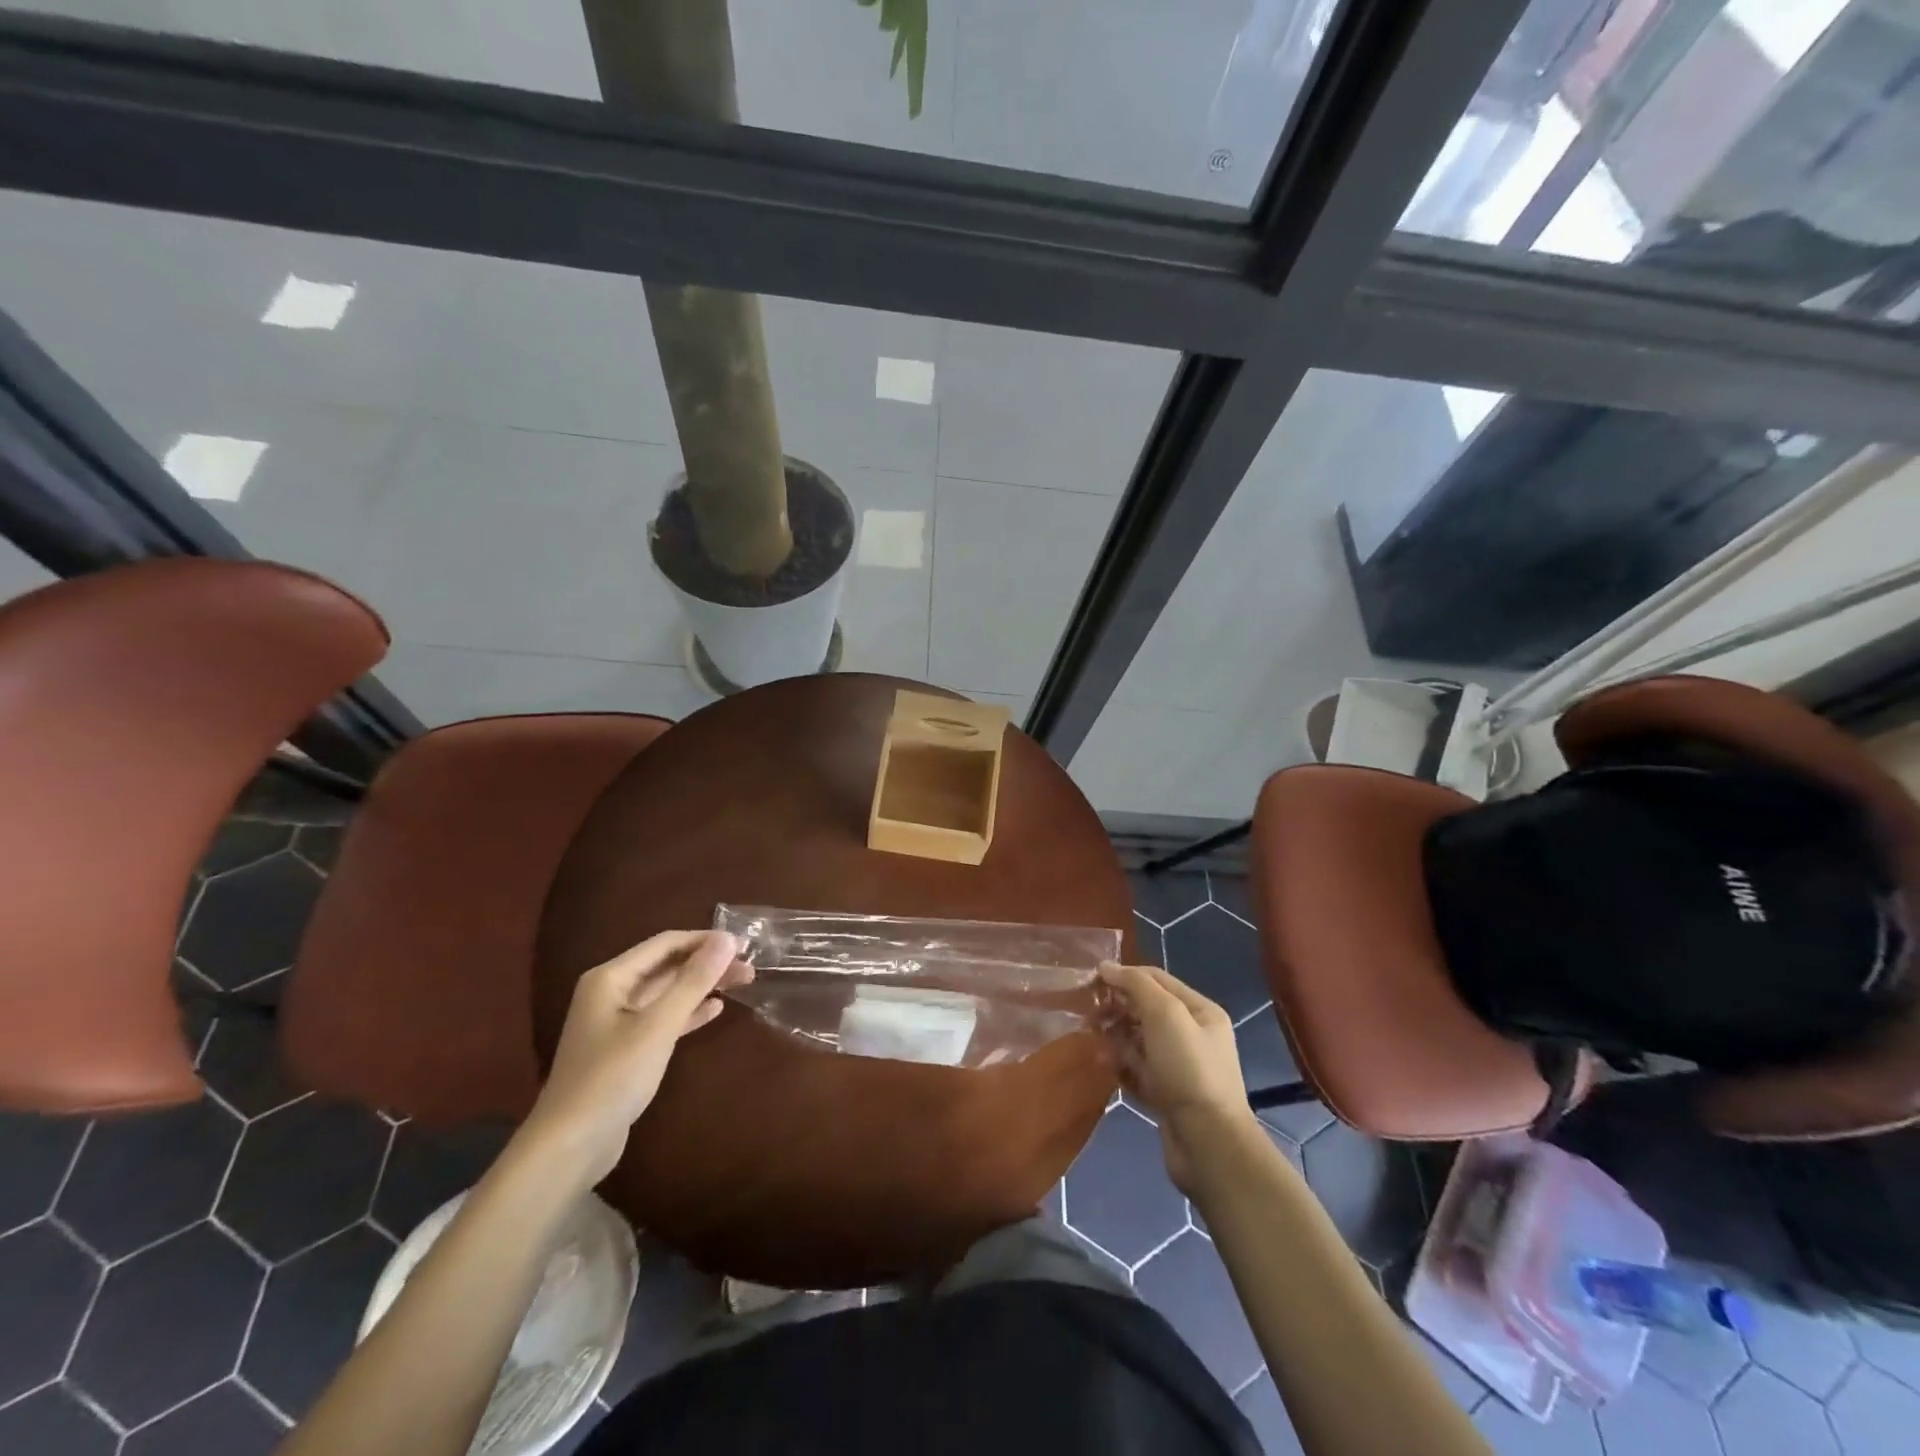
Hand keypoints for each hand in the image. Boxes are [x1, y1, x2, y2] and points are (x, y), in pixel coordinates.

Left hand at [519, 929, 751, 1187]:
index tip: (744, 944)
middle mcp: (611, 992)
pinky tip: (715, 1009)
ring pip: (668, 992)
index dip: (705, 940)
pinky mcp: (625, 1049)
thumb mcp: (658, 1025)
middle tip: (749, 967)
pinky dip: (689, 1011)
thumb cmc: (612, 1077)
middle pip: (667, 966)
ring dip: (702, 985)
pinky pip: (663, 1017)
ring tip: (742, 982)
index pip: (665, 943)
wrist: (570, 1146)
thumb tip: (728, 939)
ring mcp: (617, 1022)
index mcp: (611, 977)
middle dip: (707, 963)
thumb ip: (694, 981)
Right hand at [1100, 962, 1260, 1193]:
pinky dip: (1121, 1065)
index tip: (1092, 980)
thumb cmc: (1188, 1069)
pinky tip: (1105, 1065)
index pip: (1157, 979)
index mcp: (1200, 1011)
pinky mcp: (1167, 1094)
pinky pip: (1138, 1069)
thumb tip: (1107, 966)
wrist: (1208, 1143)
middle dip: (1118, 1008)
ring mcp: (1180, 1066)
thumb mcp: (1165, 1015)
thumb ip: (1136, 986)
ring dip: (1116, 1037)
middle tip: (1090, 1014)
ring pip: (1139, 1040)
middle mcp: (1193, 1035)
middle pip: (1147, 1009)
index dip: (1125, 975)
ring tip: (1095, 1040)